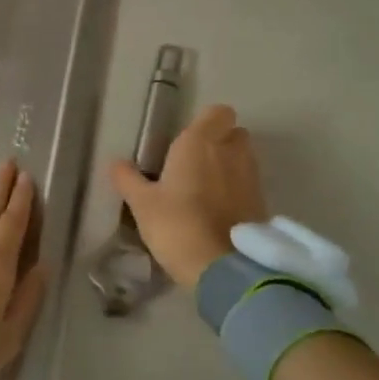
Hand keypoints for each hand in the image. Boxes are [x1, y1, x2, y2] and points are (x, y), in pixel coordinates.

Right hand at [109, 104, 266, 290]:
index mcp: (200, 142)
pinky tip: (219, 213)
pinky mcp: (262, 203)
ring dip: (230, 167)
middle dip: (221, 143)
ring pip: (244, 159)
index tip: (187, 142)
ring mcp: (251, 177)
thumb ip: (128, 179)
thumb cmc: (176, 224)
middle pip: (235, 133)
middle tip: (195, 165)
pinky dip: (238, 192)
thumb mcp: (142, 204)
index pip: (217, 112)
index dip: (206, 123)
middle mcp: (231, 151)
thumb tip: (115, 163)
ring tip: (206, 191)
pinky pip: (250, 185)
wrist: (221, 266)